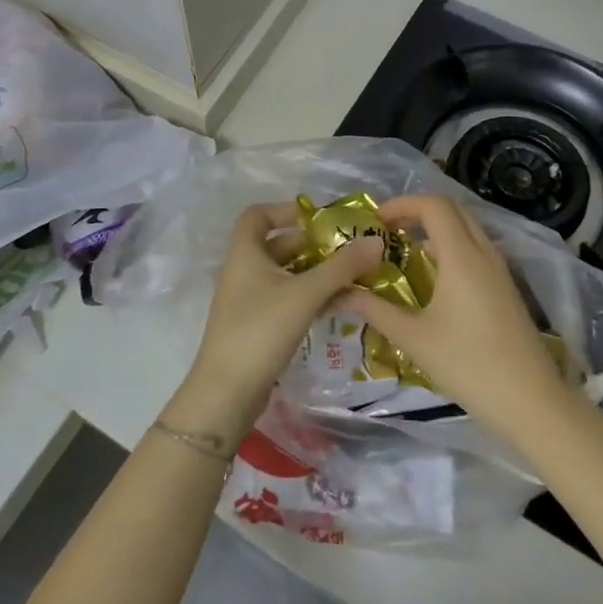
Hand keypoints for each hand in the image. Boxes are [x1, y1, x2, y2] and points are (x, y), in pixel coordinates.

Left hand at [168, 203, 383, 440]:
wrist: (226, 393)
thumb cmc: (261, 330)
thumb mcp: (305, 294)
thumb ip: (341, 267)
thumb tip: (375, 240)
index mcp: (245, 254)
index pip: (258, 215)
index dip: (285, 210)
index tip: (319, 219)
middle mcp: (244, 271)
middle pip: (278, 245)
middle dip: (313, 245)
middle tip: (349, 250)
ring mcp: (249, 300)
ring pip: (286, 275)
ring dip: (316, 273)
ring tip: (353, 277)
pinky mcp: (257, 326)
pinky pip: (286, 299)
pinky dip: (310, 297)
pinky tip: (338, 305)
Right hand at [341, 193, 580, 443]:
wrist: (530, 401)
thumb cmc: (467, 364)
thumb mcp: (413, 337)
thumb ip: (375, 309)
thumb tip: (340, 291)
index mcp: (462, 256)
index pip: (433, 205)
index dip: (402, 204)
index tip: (375, 221)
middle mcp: (484, 253)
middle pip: (452, 210)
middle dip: (417, 211)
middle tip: (387, 231)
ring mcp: (499, 270)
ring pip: (467, 229)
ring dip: (435, 230)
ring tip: (404, 252)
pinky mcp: (506, 288)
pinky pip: (476, 250)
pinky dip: (451, 248)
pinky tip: (432, 279)